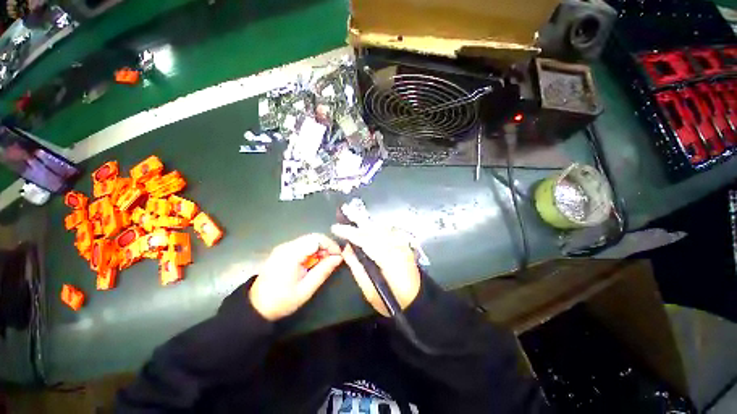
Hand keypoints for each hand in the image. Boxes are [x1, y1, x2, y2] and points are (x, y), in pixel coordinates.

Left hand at [249, 234, 342, 320]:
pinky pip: (302, 245)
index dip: (330, 245)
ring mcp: (283, 247)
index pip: (316, 239)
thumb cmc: (282, 301)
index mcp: (291, 255)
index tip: (338, 256)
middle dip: (326, 246)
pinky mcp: (282, 250)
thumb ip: (323, 271)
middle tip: (333, 260)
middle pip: (313, 237)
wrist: (256, 306)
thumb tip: (339, 258)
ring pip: (308, 240)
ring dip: (319, 249)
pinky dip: (311, 251)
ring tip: (324, 263)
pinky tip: (312, 263)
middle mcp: (286, 246)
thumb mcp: (306, 289)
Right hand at [331, 224, 420, 315]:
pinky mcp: (404, 244)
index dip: (350, 232)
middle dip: (357, 222)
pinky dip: (375, 227)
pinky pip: (387, 230)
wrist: (417, 301)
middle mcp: (397, 247)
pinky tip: (367, 226)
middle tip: (343, 217)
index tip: (335, 228)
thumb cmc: (392, 300)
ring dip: (366, 223)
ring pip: (381, 227)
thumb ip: (357, 267)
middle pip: (374, 230)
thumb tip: (346, 249)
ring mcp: (402, 244)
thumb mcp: (369, 290)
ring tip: (352, 218)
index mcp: (389, 260)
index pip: (366, 240)